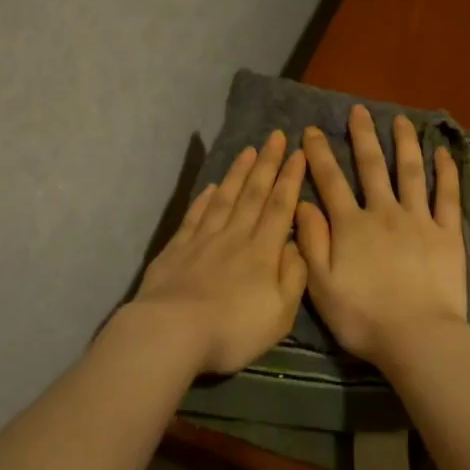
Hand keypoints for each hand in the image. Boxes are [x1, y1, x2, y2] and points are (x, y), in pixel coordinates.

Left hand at [130, 131, 308, 374]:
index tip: (298, 153)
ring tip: (248, 151)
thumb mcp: (280, 313)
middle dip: (267, 164)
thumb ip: (293, 277)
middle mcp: (235, 238)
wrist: (172, 333)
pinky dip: (204, 200)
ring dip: (238, 173)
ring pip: (224, 198)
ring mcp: (202, 241)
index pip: (281, 207)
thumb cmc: (233, 330)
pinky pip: (195, 217)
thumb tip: (297, 245)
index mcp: (263, 252)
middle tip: (275, 136)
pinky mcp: (176, 250)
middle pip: (253, 194)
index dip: (290, 179)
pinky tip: (210, 188)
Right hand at [295, 106, 467, 368]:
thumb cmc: (364, 318)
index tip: (313, 130)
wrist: (418, 337)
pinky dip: (445, 172)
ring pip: (410, 172)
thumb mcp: (321, 286)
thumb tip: (302, 203)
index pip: (331, 181)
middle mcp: (384, 213)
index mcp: (351, 226)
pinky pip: (447, 196)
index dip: (320, 154)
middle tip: (358, 110)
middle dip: (362, 136)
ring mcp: (419, 220)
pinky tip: (442, 153)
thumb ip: (311, 242)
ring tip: (400, 120)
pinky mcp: (447, 234)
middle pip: (371, 167)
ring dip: (404, 143)